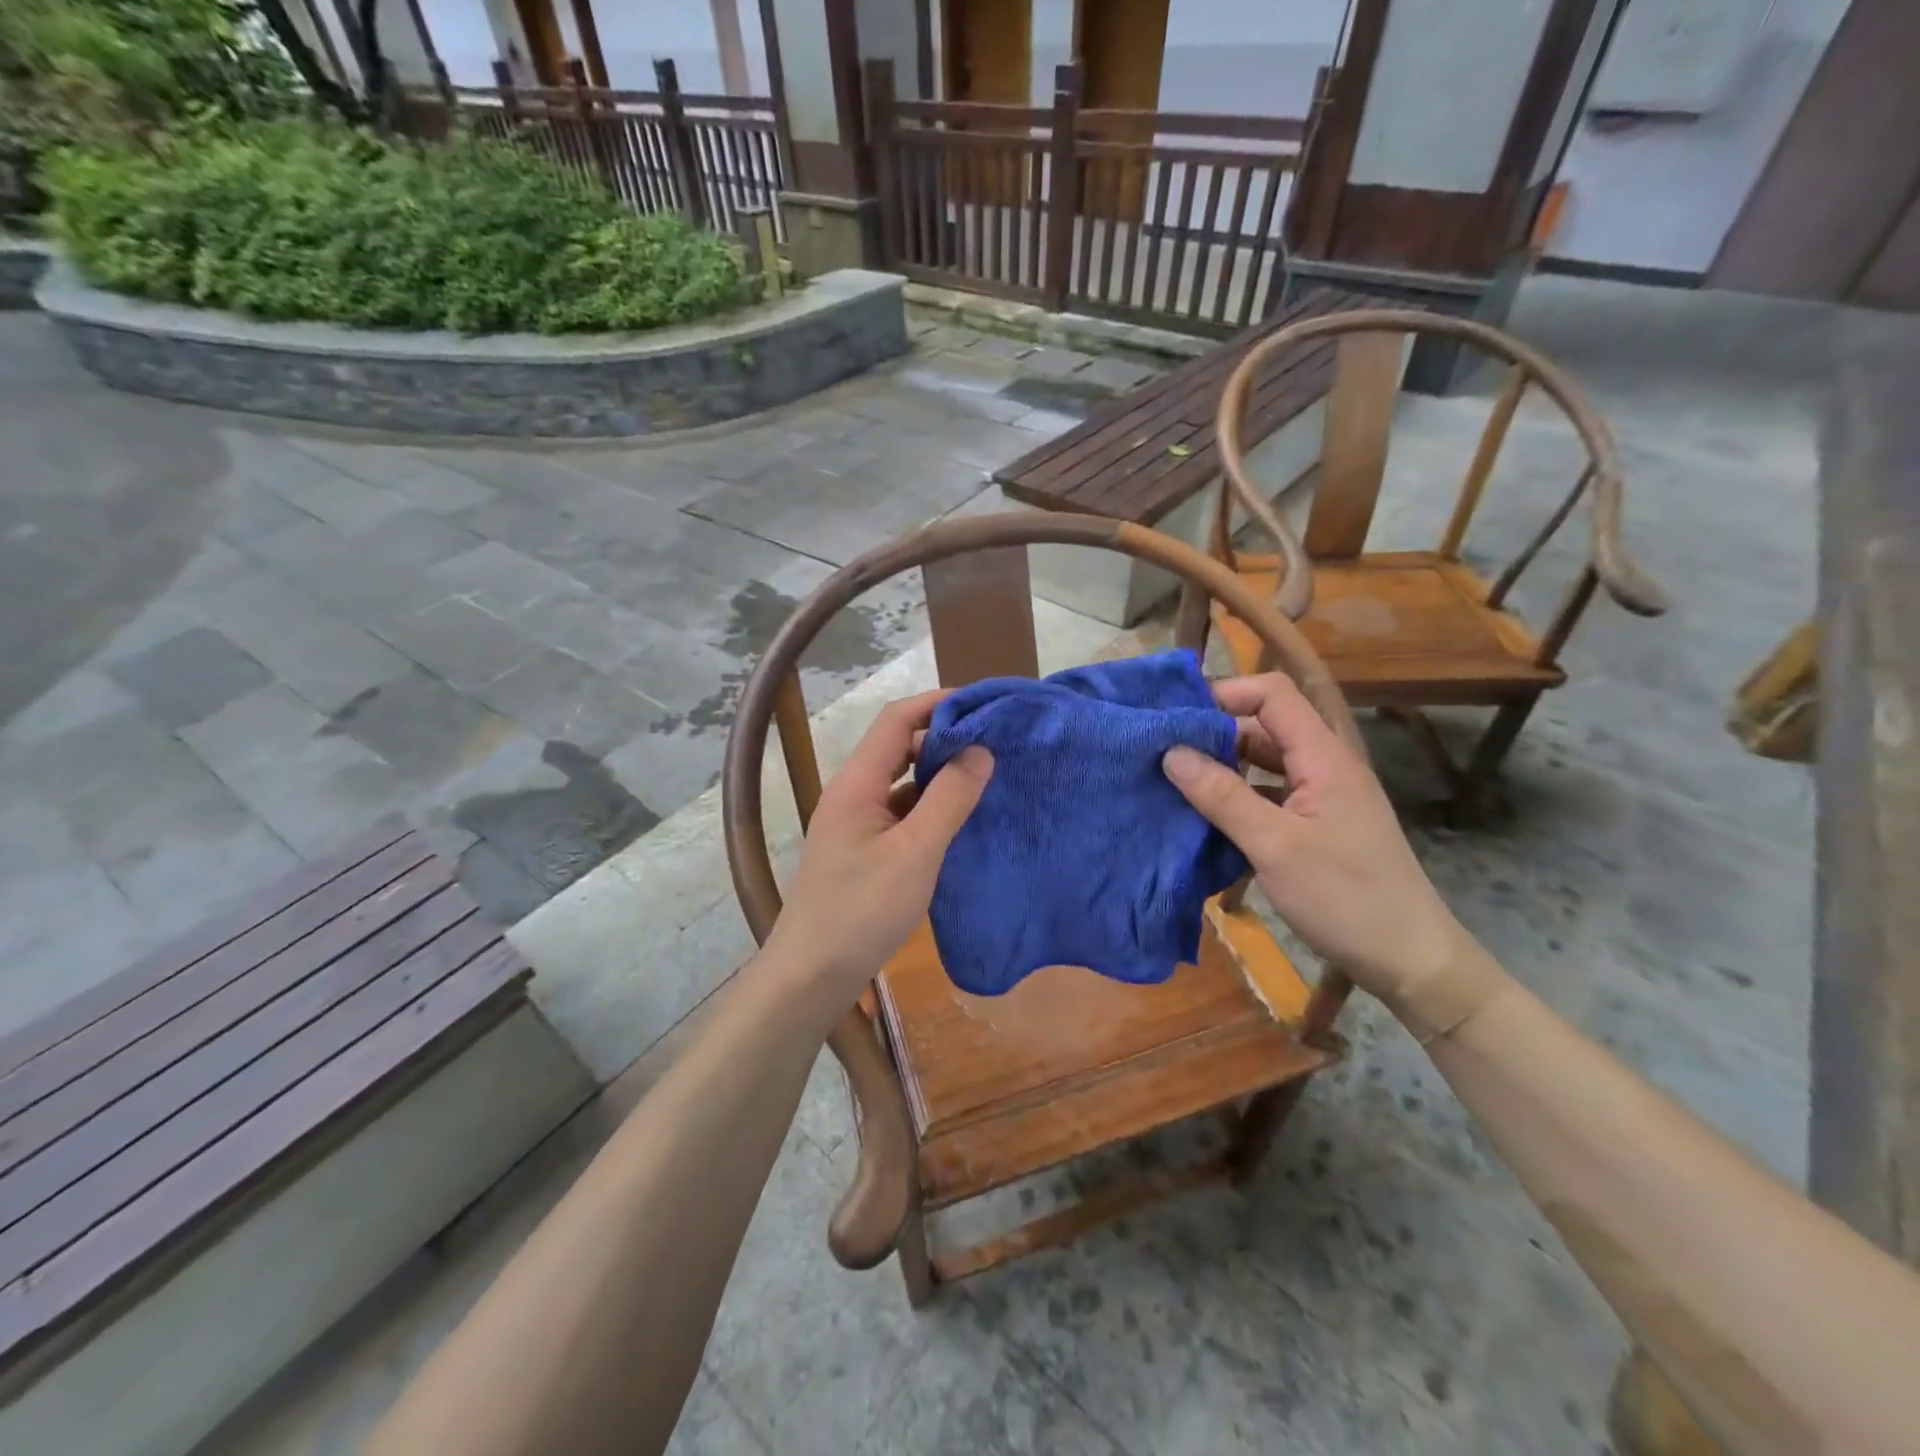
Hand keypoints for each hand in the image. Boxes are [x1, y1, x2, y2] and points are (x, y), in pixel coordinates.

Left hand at [768, 691, 992, 1007]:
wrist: (811, 976)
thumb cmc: (862, 911)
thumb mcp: (915, 853)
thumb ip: (949, 799)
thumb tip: (981, 750)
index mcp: (856, 783)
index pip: (897, 720)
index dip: (938, 704)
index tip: (985, 706)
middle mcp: (852, 794)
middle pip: (899, 747)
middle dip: (944, 738)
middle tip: (995, 744)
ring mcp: (856, 824)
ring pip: (902, 782)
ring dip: (940, 775)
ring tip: (987, 777)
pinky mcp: (864, 851)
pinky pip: (902, 813)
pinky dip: (931, 808)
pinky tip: (960, 820)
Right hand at [1161, 673, 1463, 1007]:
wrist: (1409, 960)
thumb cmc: (1345, 898)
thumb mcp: (1275, 846)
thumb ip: (1222, 795)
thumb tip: (1171, 751)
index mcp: (1324, 758)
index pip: (1273, 694)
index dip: (1226, 693)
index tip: (1177, 716)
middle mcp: (1323, 767)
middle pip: (1264, 727)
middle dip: (1214, 733)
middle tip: (1162, 752)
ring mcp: (1321, 797)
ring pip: (1263, 763)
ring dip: (1222, 768)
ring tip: (1174, 782)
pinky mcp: (1315, 826)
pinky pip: (1268, 795)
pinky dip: (1236, 798)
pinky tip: (1205, 817)